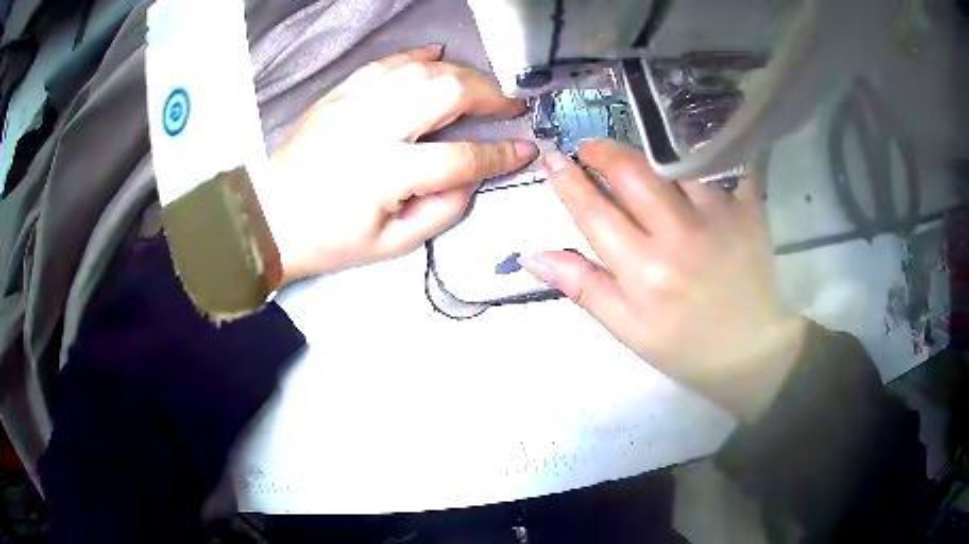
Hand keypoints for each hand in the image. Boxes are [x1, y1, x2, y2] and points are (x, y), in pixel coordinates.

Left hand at [269, 45, 536, 282]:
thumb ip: (441, 211)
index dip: (500, 154)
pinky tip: (437, 54)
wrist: (270, 218)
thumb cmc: (328, 239)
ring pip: (420, 70)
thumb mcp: (390, 245)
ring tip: (478, 87)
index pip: (461, 157)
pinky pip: (384, 63)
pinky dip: (415, 55)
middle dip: (488, 96)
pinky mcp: (338, 94)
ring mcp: (353, 104)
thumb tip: (473, 177)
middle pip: (446, 92)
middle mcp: (372, 127)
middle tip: (507, 106)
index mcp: (386, 173)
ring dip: (459, 73)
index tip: (524, 149)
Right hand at [524, 141, 807, 421]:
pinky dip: (701, 150)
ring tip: (637, 153)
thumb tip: (533, 256)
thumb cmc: (685, 346)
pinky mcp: (748, 208)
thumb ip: (583, 287)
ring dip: (646, 149)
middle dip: (603, 151)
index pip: (594, 212)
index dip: (568, 182)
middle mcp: (680, 236)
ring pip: (673, 161)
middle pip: (632, 172)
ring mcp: (719, 216)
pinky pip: (721, 163)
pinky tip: (688, 150)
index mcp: (645, 272)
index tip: (553, 161)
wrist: (749, 351)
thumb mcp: (627, 329)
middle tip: (590, 148)